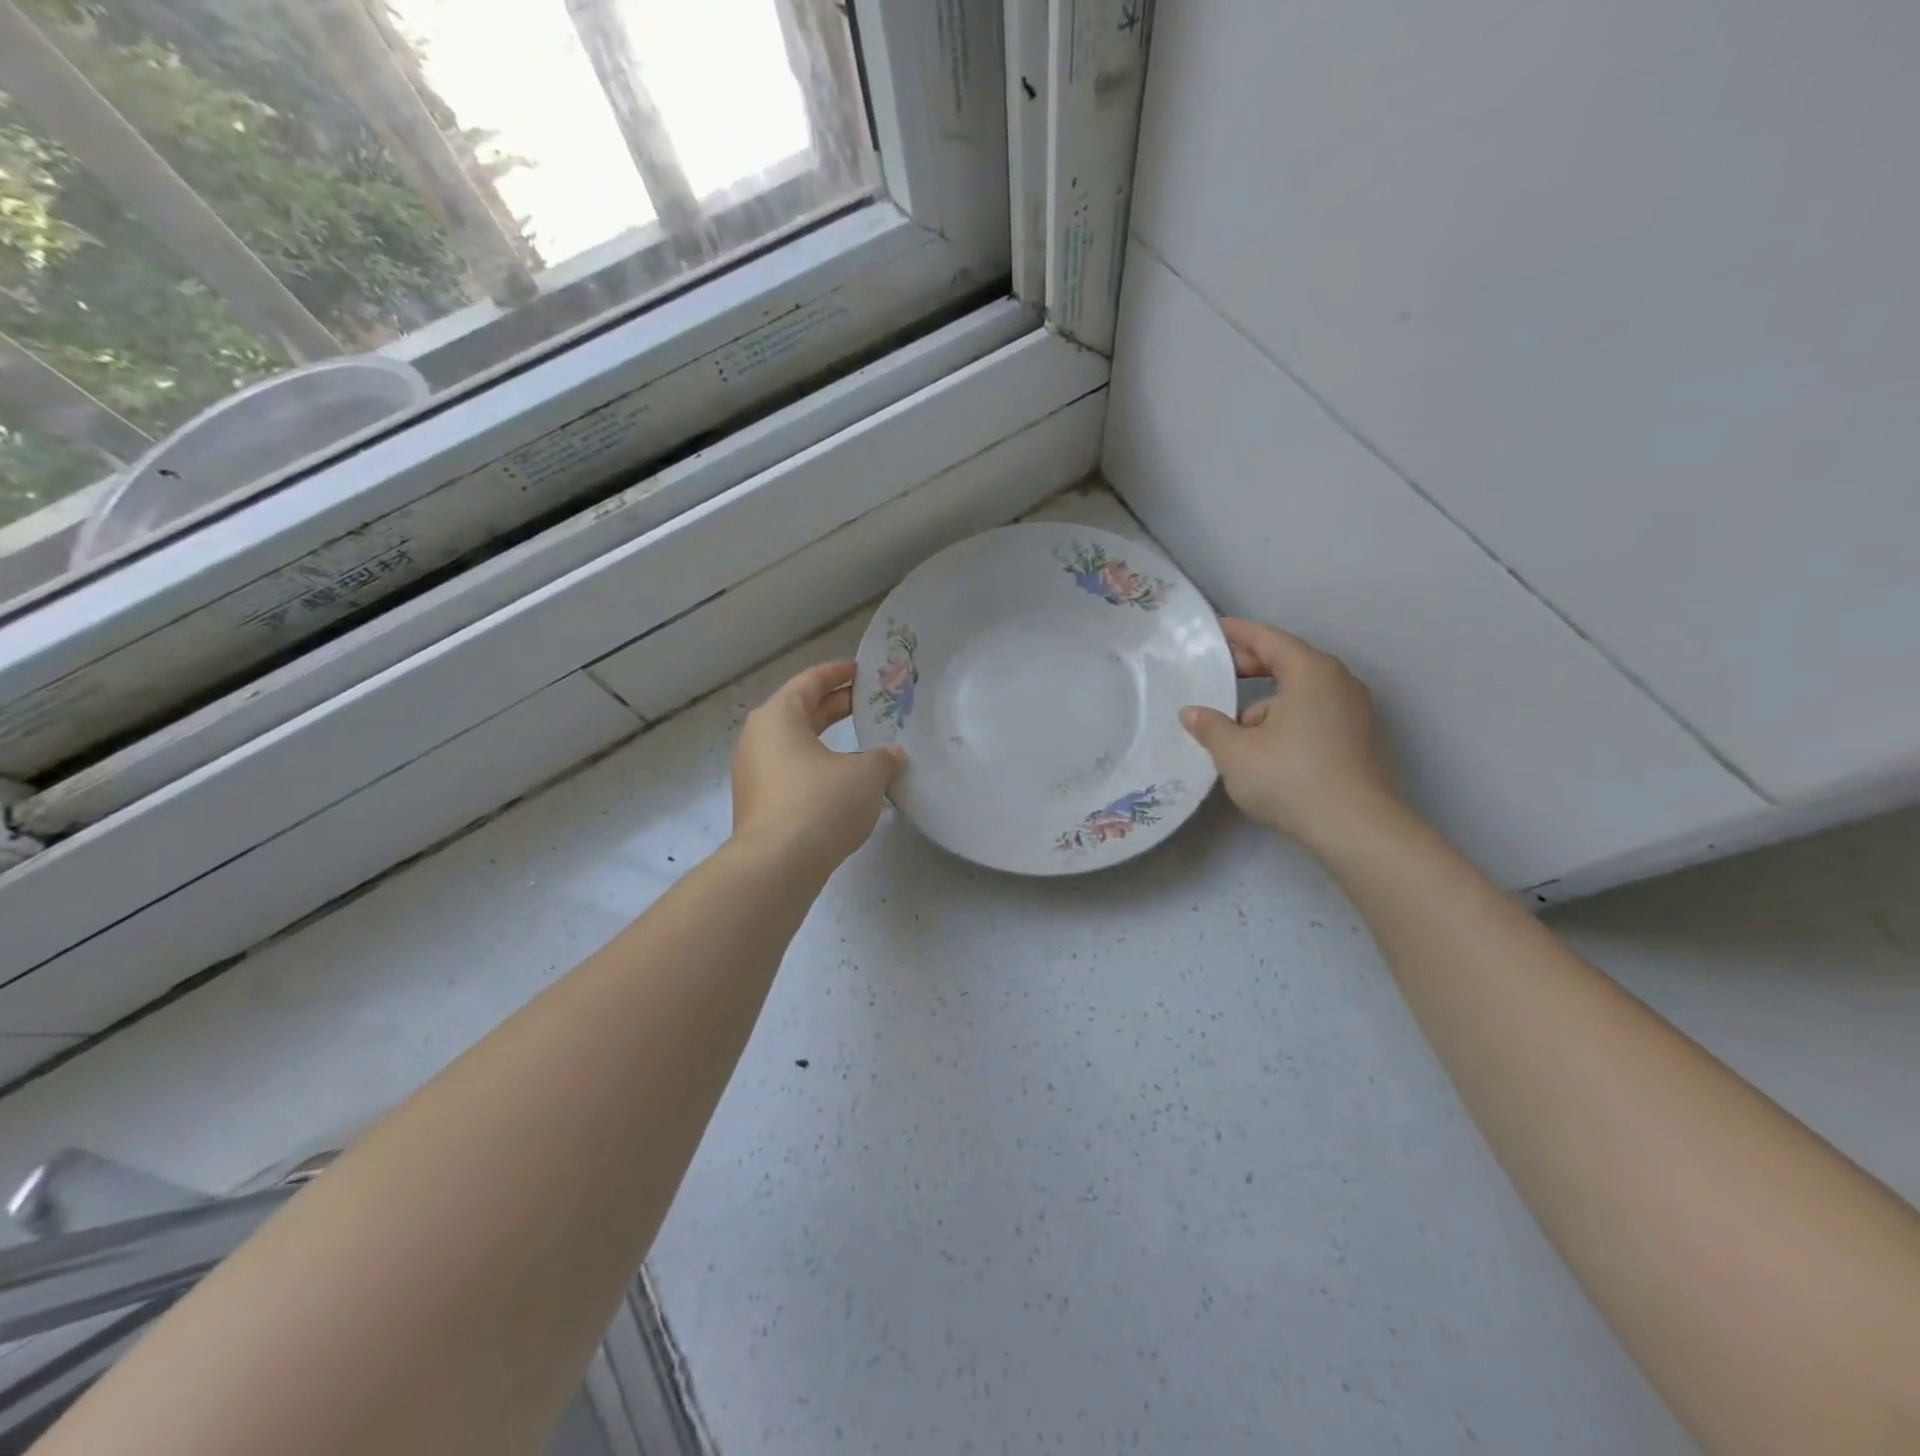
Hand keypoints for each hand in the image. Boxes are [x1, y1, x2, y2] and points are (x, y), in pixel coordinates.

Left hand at [732, 660, 906, 874]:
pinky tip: (844, 781)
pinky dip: (817, 767)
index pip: (810, 682)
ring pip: (795, 745)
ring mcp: (753, 773)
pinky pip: (791, 772)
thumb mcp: (866, 775)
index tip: (861, 671)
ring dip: (827, 741)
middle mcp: (758, 738)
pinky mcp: (758, 804)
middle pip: (800, 712)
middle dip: (835, 707)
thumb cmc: (821, 803)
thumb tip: (892, 755)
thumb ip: (884, 758)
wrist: (777, 865)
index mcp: (778, 716)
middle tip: (869, 704)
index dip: (838, 673)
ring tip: (862, 744)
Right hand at [1180, 619, 1403, 850]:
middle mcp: (1338, 682)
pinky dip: (1286, 718)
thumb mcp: (1236, 752)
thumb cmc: (1291, 777)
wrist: (1357, 829)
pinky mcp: (1358, 739)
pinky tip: (1263, 747)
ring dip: (1266, 700)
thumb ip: (1210, 726)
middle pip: (1288, 662)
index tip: (1213, 630)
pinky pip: (1313, 714)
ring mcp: (1354, 711)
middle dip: (1250, 666)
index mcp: (1311, 671)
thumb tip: (1192, 713)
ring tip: (1233, 724)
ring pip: (1300, 692)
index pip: (1268, 640)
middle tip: (1216, 671)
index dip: (1238, 633)